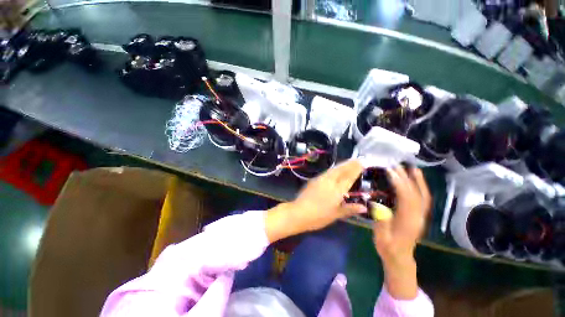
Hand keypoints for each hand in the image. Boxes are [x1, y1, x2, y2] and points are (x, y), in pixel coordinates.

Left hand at [265, 160, 366, 242]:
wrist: (299, 212)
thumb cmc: (319, 216)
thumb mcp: (336, 215)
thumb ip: (350, 209)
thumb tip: (364, 207)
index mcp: (337, 190)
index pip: (349, 177)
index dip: (356, 169)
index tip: (362, 162)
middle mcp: (329, 182)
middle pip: (341, 170)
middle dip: (350, 164)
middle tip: (358, 159)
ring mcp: (321, 179)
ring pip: (334, 169)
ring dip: (342, 165)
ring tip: (349, 162)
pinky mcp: (314, 180)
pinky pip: (327, 172)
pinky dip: (334, 169)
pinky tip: (335, 170)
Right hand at [373, 167, 430, 299]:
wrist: (399, 258)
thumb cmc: (388, 247)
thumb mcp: (382, 236)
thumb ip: (381, 220)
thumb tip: (376, 203)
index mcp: (407, 221)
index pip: (405, 198)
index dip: (399, 183)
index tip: (390, 171)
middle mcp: (417, 216)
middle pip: (415, 194)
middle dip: (406, 178)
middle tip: (396, 166)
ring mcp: (420, 216)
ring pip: (423, 196)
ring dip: (419, 182)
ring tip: (413, 169)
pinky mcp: (419, 216)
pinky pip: (423, 200)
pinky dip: (421, 189)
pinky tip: (417, 182)